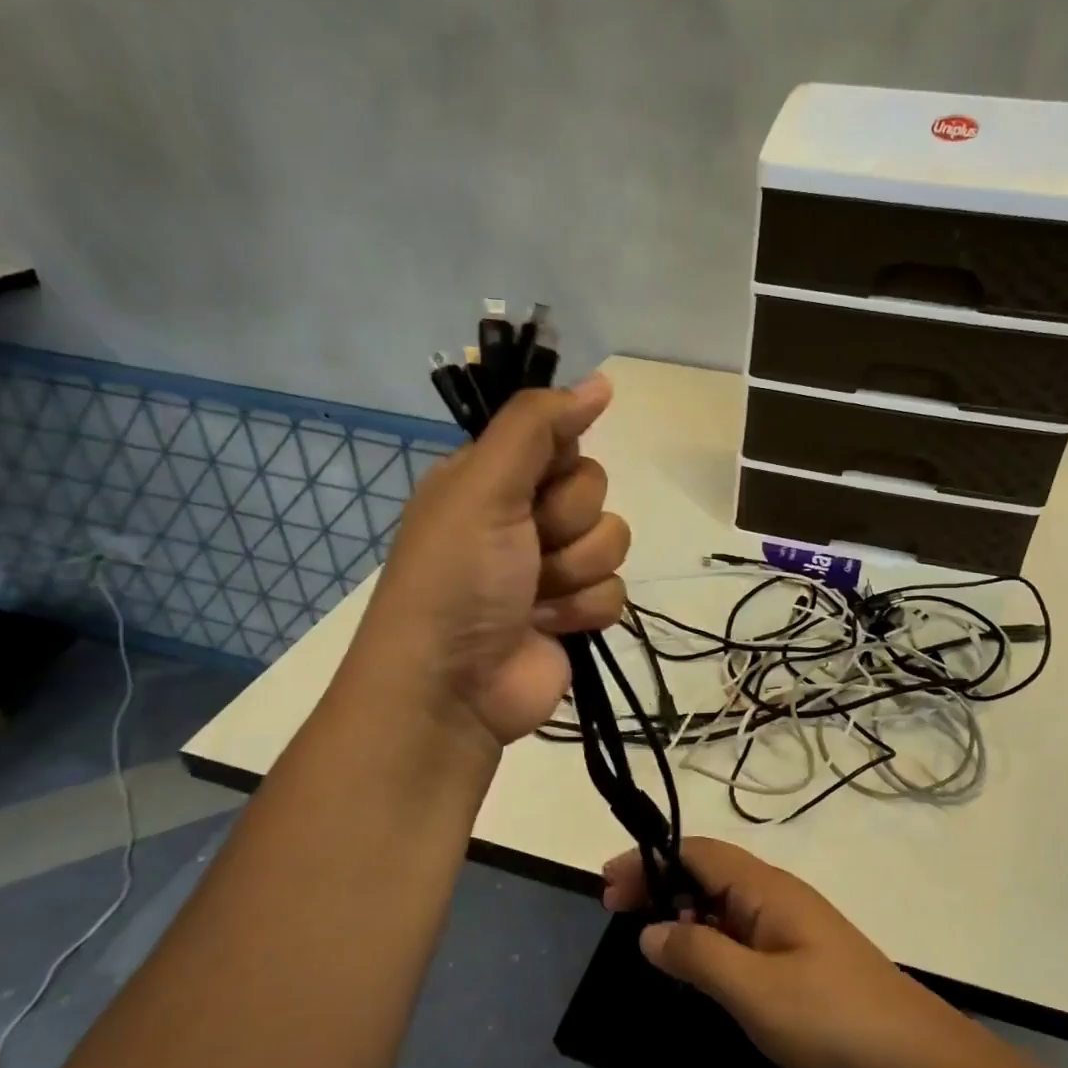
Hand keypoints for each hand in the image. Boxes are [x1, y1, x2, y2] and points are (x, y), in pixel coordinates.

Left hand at [350, 375, 629, 745]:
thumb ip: (538, 426)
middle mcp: (522, 517)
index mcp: (492, 479)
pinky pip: (615, 592)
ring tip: (533, 597)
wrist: (452, 687)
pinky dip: (583, 610)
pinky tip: (548, 626)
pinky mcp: (575, 614)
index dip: (560, 464)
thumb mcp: (485, 486)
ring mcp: (551, 569)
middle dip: (565, 525)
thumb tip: (601, 380)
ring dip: (575, 572)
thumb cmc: (458, 578)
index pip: (563, 442)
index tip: (534, 487)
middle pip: (594, 491)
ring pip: (612, 542)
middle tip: (526, 550)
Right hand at [601, 836, 958, 1067]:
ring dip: (683, 913)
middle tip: (616, 911)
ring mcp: (791, 928)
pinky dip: (709, 940)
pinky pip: (741, 935)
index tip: (608, 886)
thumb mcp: (752, 989)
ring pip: (724, 905)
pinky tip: (697, 969)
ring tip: (648, 941)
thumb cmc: (829, 1017)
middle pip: (708, 873)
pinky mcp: (801, 960)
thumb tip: (650, 931)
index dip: (650, 860)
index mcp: (765, 888)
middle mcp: (777, 896)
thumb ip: (697, 956)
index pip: (697, 852)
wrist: (915, 1060)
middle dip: (660, 883)